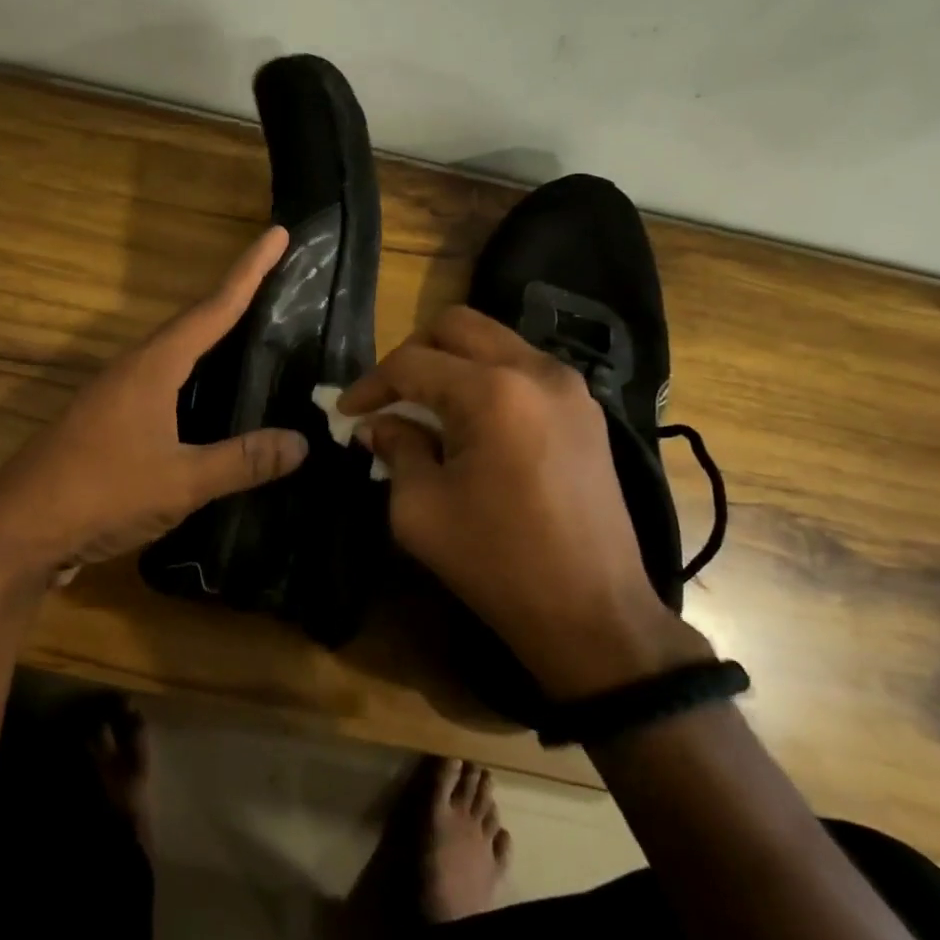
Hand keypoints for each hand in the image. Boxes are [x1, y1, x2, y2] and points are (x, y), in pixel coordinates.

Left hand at [0, 227, 308, 597]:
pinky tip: (209, 403)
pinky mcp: (107, 424)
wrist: (17, 530)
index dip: (249, 272)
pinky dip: (194, 381)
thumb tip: (301, 442)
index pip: (213, 308)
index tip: (278, 234)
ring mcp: (115, 396)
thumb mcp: (180, 481)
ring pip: (174, 356)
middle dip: (235, 300)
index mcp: (152, 366)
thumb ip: (241, 460)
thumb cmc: (101, 493)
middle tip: (275, 283)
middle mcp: (133, 370)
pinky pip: (162, 387)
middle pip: (193, 323)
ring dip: (211, 341)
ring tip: (252, 336)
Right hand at [339, 305, 708, 695]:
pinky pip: (524, 369)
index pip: (412, 363)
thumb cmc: (497, 563)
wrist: (593, 613)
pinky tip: (471, 423)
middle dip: (412, 353)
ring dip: (452, 363)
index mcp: (492, 392)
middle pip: (456, 326)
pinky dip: (487, 380)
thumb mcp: (420, 509)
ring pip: (494, 341)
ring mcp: (569, 388)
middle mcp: (535, 371)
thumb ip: (395, 450)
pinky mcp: (586, 411)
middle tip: (389, 395)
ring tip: (426, 408)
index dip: (370, 383)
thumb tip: (379, 425)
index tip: (347, 411)